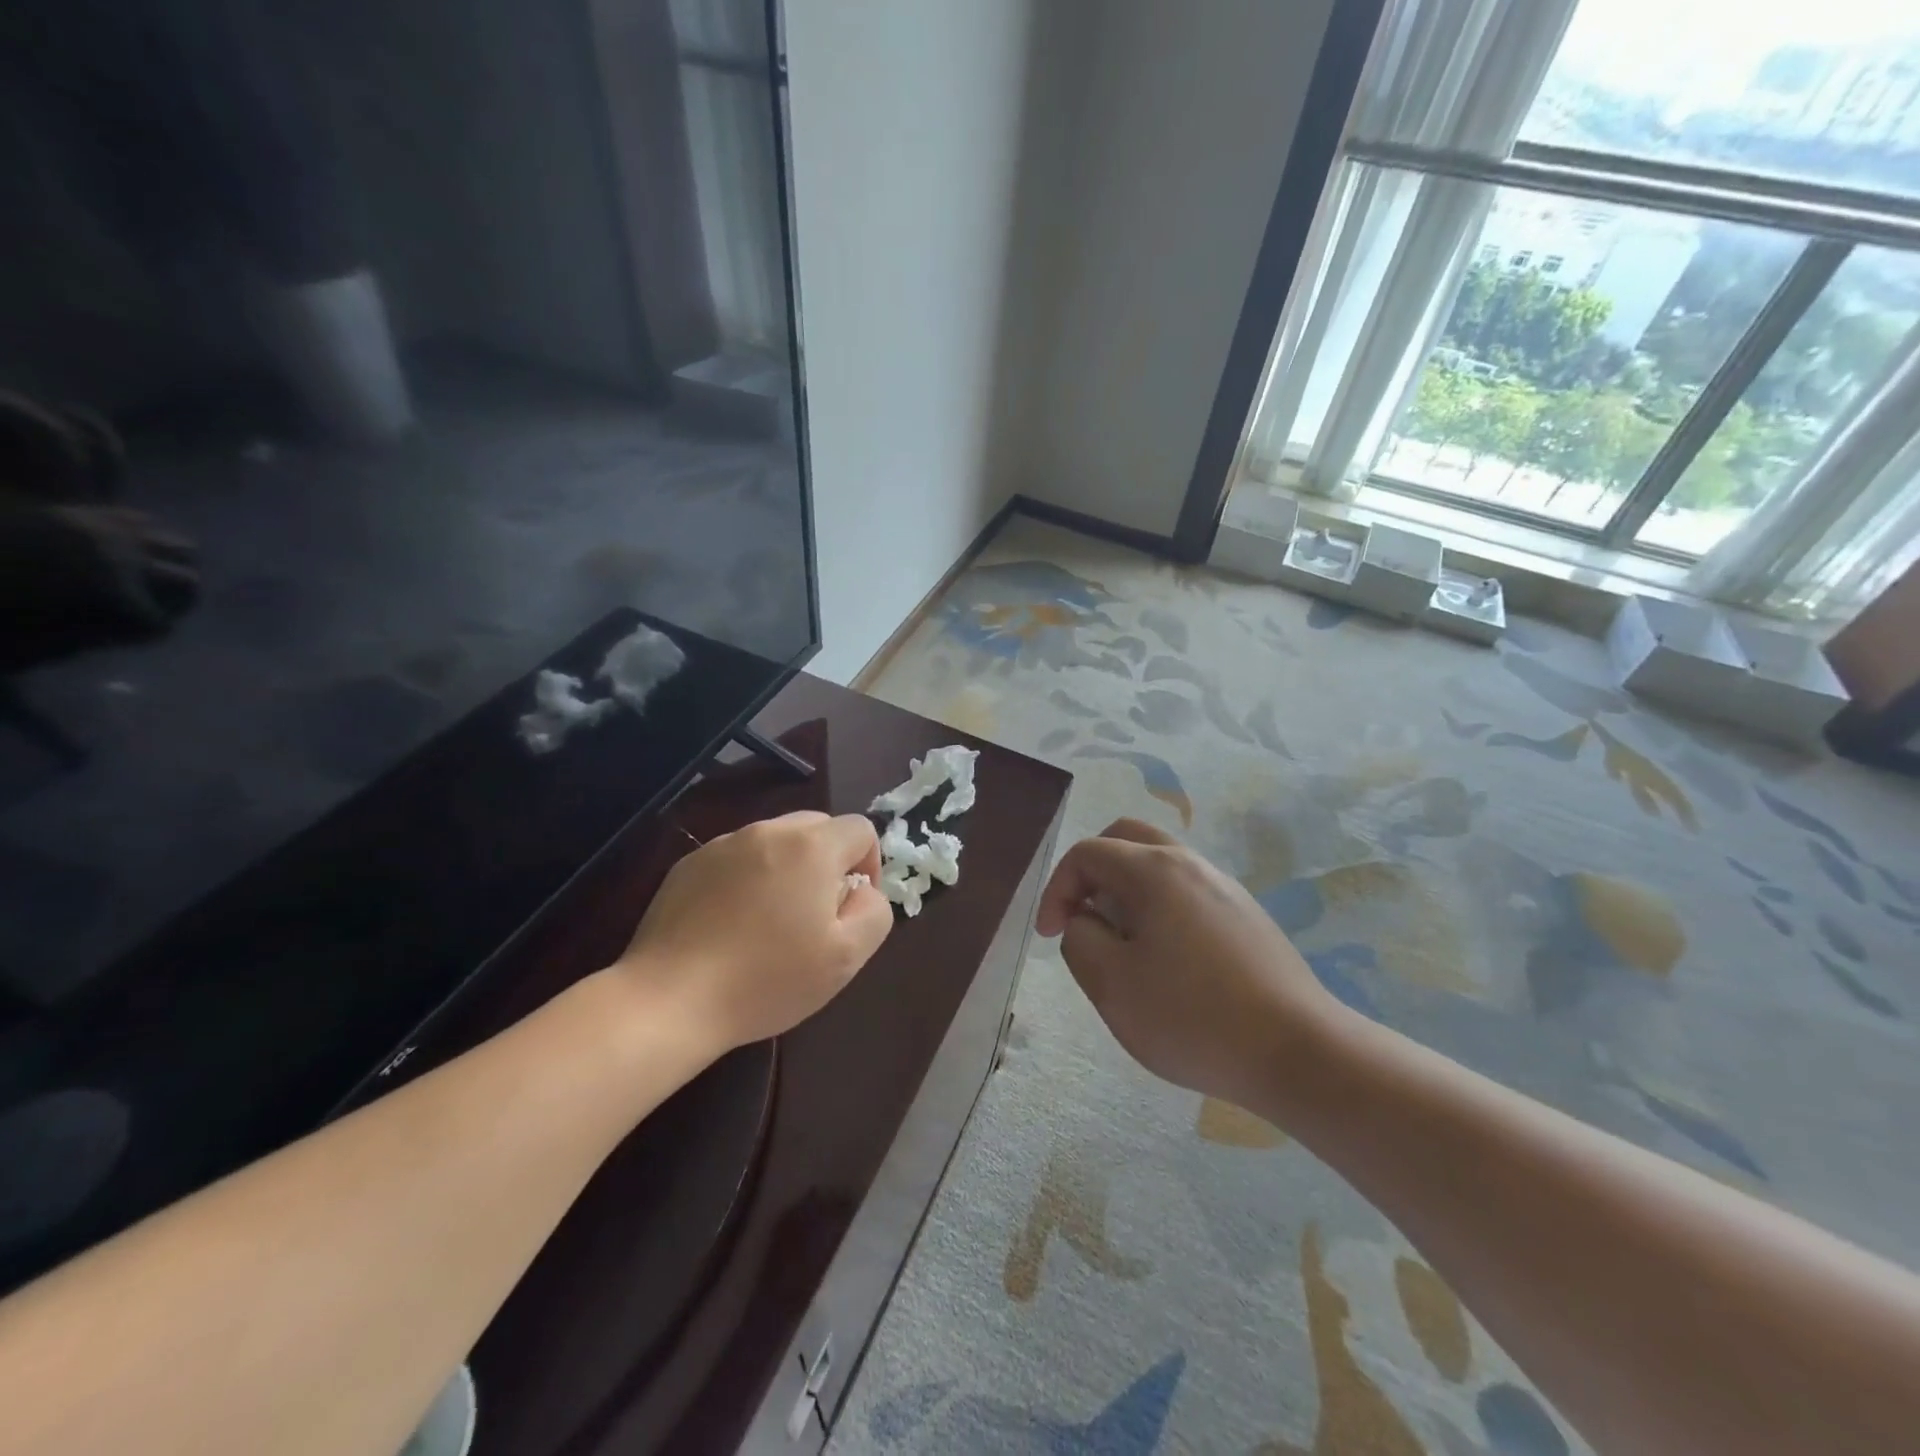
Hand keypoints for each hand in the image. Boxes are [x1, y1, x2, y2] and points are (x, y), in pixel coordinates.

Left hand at [613, 811, 891, 1053]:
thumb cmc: (768, 979)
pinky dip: (747, 879)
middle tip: (816, 914)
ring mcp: (724, 844)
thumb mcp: (846, 956)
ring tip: (772, 922)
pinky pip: (737, 858)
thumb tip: (864, 889)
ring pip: (775, 842)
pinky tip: (732, 925)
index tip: (851, 907)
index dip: (869, 864)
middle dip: (828, 863)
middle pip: (818, 828)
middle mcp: (768, 831)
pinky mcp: (689, 864)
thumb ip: (874, 911)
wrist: (670, 999)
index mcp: (811, 847)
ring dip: (787, 869)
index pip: (861, 829)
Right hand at [1035, 818, 1341, 1109]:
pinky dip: (1158, 907)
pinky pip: (1186, 892)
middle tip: (1083, 918)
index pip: (1087, 852)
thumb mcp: (1112, 985)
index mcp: (1153, 870)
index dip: (1057, 889)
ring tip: (1122, 946)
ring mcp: (1224, 887)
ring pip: (1158, 865)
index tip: (1051, 935)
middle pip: (1126, 839)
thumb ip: (1080, 940)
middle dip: (1091, 873)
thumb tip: (1085, 921)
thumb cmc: (1193, 1017)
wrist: (1299, 1052)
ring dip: (1126, 891)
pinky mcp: (1246, 915)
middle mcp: (1189, 864)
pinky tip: (1167, 961)